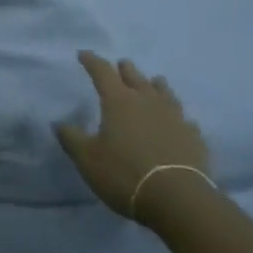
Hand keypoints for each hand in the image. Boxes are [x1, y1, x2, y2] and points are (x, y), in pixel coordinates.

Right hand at [56, 52, 211, 222]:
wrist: (177, 198)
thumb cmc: (124, 174)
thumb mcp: (87, 159)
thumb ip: (72, 139)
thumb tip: (59, 123)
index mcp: (118, 101)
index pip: (102, 71)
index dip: (92, 61)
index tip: (84, 54)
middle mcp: (147, 101)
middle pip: (135, 76)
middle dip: (125, 69)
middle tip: (121, 66)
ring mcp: (174, 116)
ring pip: (164, 92)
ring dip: (155, 85)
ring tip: (153, 83)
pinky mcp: (193, 136)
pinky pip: (184, 119)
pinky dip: (177, 116)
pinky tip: (179, 122)